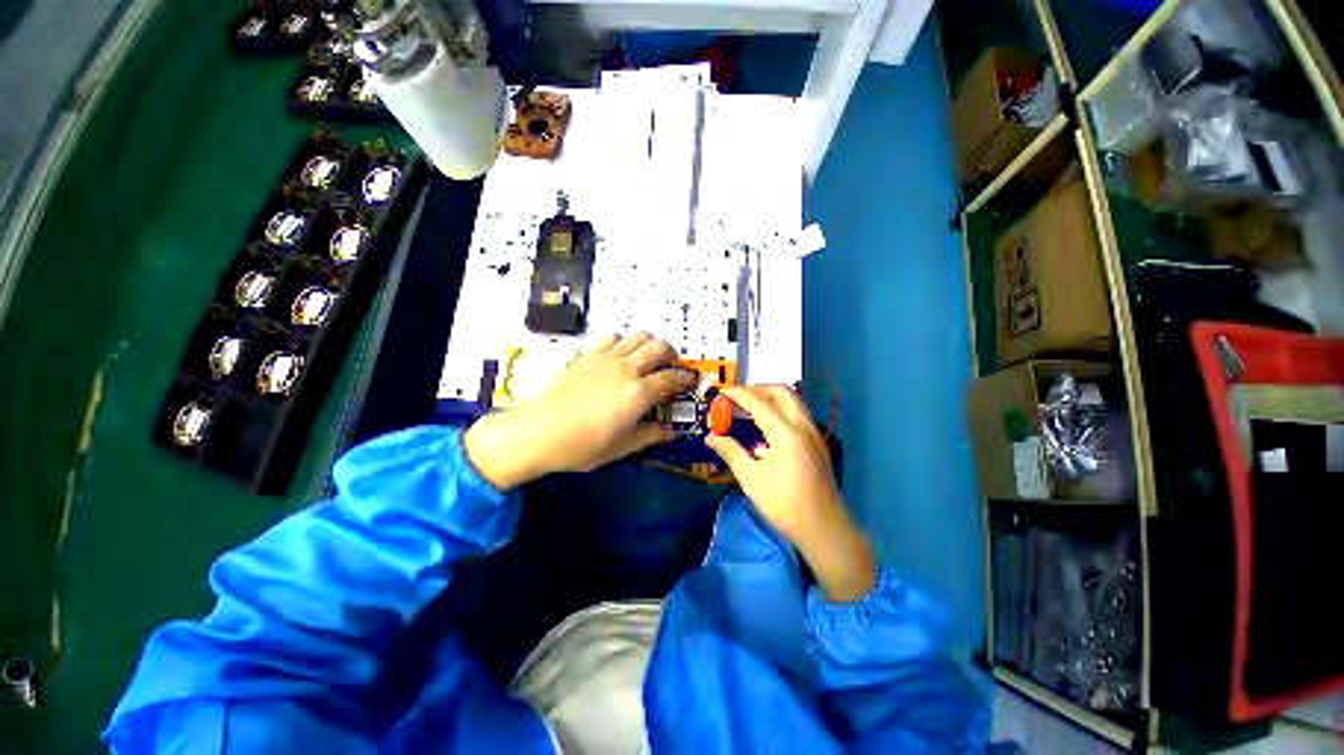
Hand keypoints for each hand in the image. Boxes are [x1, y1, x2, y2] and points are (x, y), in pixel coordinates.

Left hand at [464, 333, 695, 489]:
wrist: (537, 433)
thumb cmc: (582, 446)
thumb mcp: (621, 448)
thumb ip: (649, 436)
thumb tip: (669, 432)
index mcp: (638, 392)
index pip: (670, 378)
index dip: (685, 378)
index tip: (690, 381)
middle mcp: (625, 368)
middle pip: (657, 346)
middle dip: (670, 353)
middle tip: (670, 366)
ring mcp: (602, 358)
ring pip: (634, 336)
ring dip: (646, 343)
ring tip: (645, 358)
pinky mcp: (583, 356)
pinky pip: (606, 339)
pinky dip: (617, 343)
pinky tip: (614, 357)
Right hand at [705, 386, 875, 601]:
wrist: (823, 527)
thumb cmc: (784, 504)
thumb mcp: (751, 479)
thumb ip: (731, 452)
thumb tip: (711, 438)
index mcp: (785, 434)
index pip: (759, 403)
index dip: (739, 394)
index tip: (723, 392)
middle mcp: (803, 426)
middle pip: (781, 392)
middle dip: (758, 389)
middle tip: (739, 397)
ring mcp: (814, 433)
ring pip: (794, 401)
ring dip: (772, 397)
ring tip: (752, 406)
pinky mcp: (818, 442)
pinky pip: (799, 414)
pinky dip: (782, 410)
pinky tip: (768, 428)